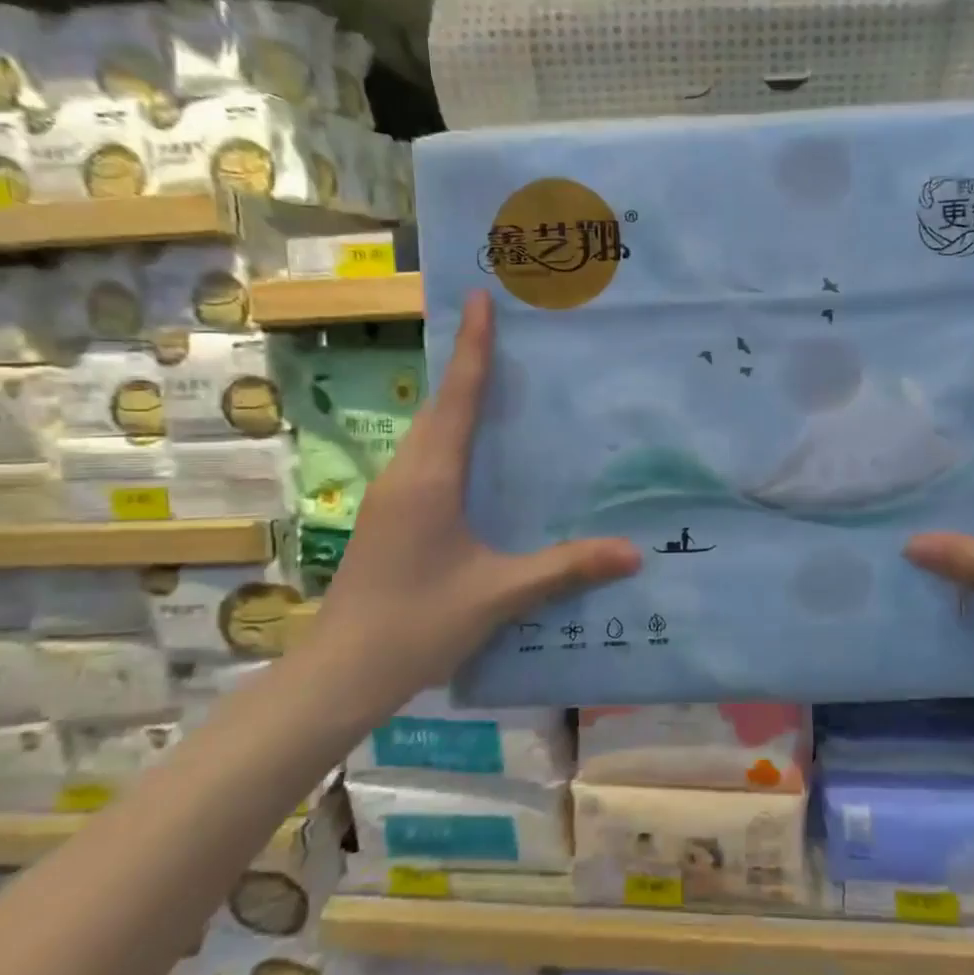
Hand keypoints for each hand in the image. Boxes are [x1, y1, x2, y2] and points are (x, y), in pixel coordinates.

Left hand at [318, 290, 642, 706]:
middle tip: (505, 331)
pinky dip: (451, 432)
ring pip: (429, 429)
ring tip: (496, 379)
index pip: (459, 397)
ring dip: (458, 398)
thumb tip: (634, 553)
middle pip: (441, 404)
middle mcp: (406, 473)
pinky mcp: (389, 514)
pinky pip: (425, 454)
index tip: (481, 300)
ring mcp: (390, 494)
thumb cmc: (417, 625)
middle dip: (469, 362)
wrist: (339, 674)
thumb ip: (566, 568)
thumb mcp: (500, 594)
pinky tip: (476, 452)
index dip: (473, 346)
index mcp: (431, 478)